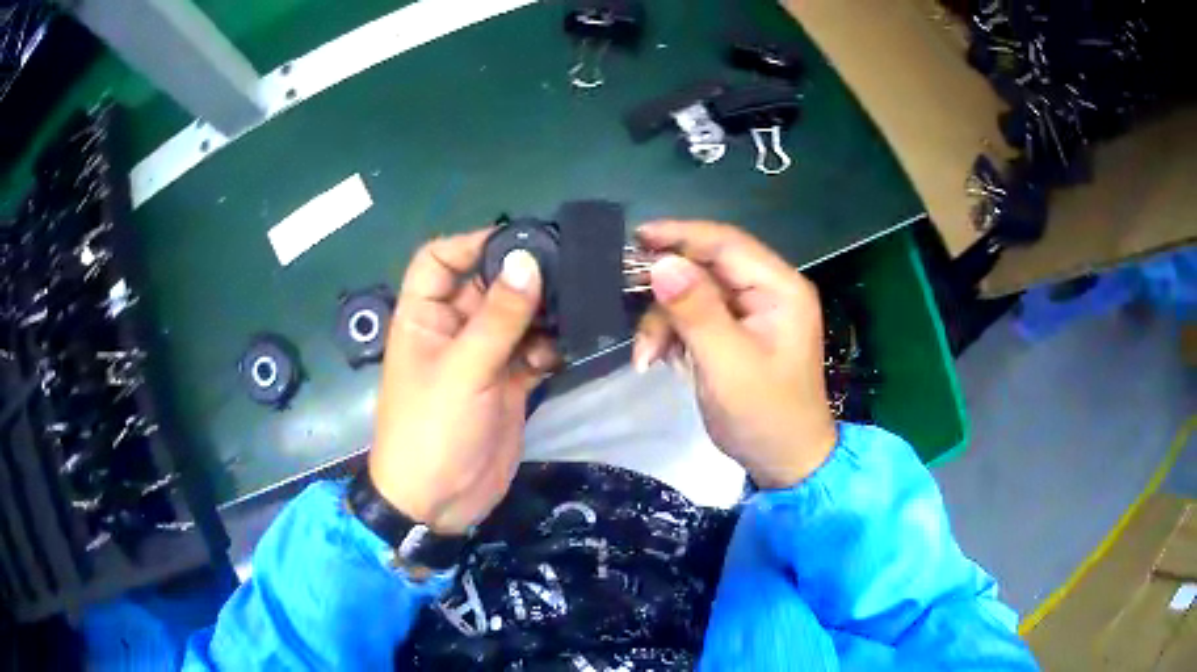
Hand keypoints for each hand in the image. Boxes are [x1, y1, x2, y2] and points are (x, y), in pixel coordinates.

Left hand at [368, 229, 556, 534]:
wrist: (439, 503)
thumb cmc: (433, 431)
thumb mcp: (463, 371)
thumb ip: (499, 317)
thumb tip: (527, 260)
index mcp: (424, 316)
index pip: (439, 259)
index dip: (471, 242)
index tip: (519, 240)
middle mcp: (452, 328)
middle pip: (486, 284)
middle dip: (522, 276)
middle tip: (570, 267)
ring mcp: (482, 356)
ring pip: (515, 316)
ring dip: (543, 312)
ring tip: (578, 305)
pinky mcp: (507, 382)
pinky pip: (532, 350)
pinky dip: (551, 346)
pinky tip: (569, 347)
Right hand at [632, 221, 835, 488]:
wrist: (784, 462)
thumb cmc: (765, 416)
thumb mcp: (727, 365)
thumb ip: (696, 311)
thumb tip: (661, 263)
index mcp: (779, 289)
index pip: (726, 243)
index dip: (680, 235)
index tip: (636, 237)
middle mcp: (767, 291)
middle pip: (706, 268)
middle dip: (666, 292)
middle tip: (627, 305)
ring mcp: (751, 312)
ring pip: (693, 294)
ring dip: (664, 321)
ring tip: (647, 358)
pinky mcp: (735, 332)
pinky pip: (695, 317)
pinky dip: (672, 334)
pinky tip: (659, 358)